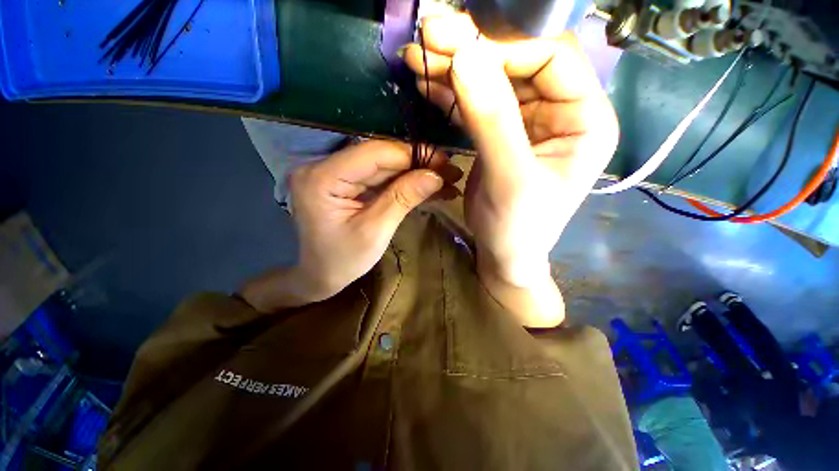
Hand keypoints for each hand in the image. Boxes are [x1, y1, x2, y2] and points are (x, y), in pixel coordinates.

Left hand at [241, 141, 461, 311]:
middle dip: (417, 165)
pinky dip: (403, 182)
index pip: (374, 153)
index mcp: (322, 178)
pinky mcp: (346, 182)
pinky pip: (379, 177)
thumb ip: (403, 198)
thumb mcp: (375, 231)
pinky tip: (426, 187)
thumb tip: (435, 175)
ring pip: (384, 166)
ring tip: (445, 182)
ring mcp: (335, 173)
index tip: (443, 165)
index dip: (412, 156)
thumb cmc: (342, 261)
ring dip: (414, 174)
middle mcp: (325, 166)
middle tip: (450, 173)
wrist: (320, 275)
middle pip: (380, 157)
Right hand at [404, 14, 618, 325]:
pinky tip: (427, 83)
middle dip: (473, 49)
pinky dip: (451, 93)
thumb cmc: (517, 226)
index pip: (550, 58)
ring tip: (419, 56)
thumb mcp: (509, 178)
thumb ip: (492, 120)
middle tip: (429, 33)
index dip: (505, 45)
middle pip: (517, 62)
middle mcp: (561, 111)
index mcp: (584, 119)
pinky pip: (476, 103)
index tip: (457, 44)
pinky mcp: (501, 134)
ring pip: (492, 80)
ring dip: (455, 68)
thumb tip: (466, 57)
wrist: (504, 253)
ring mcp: (528, 121)